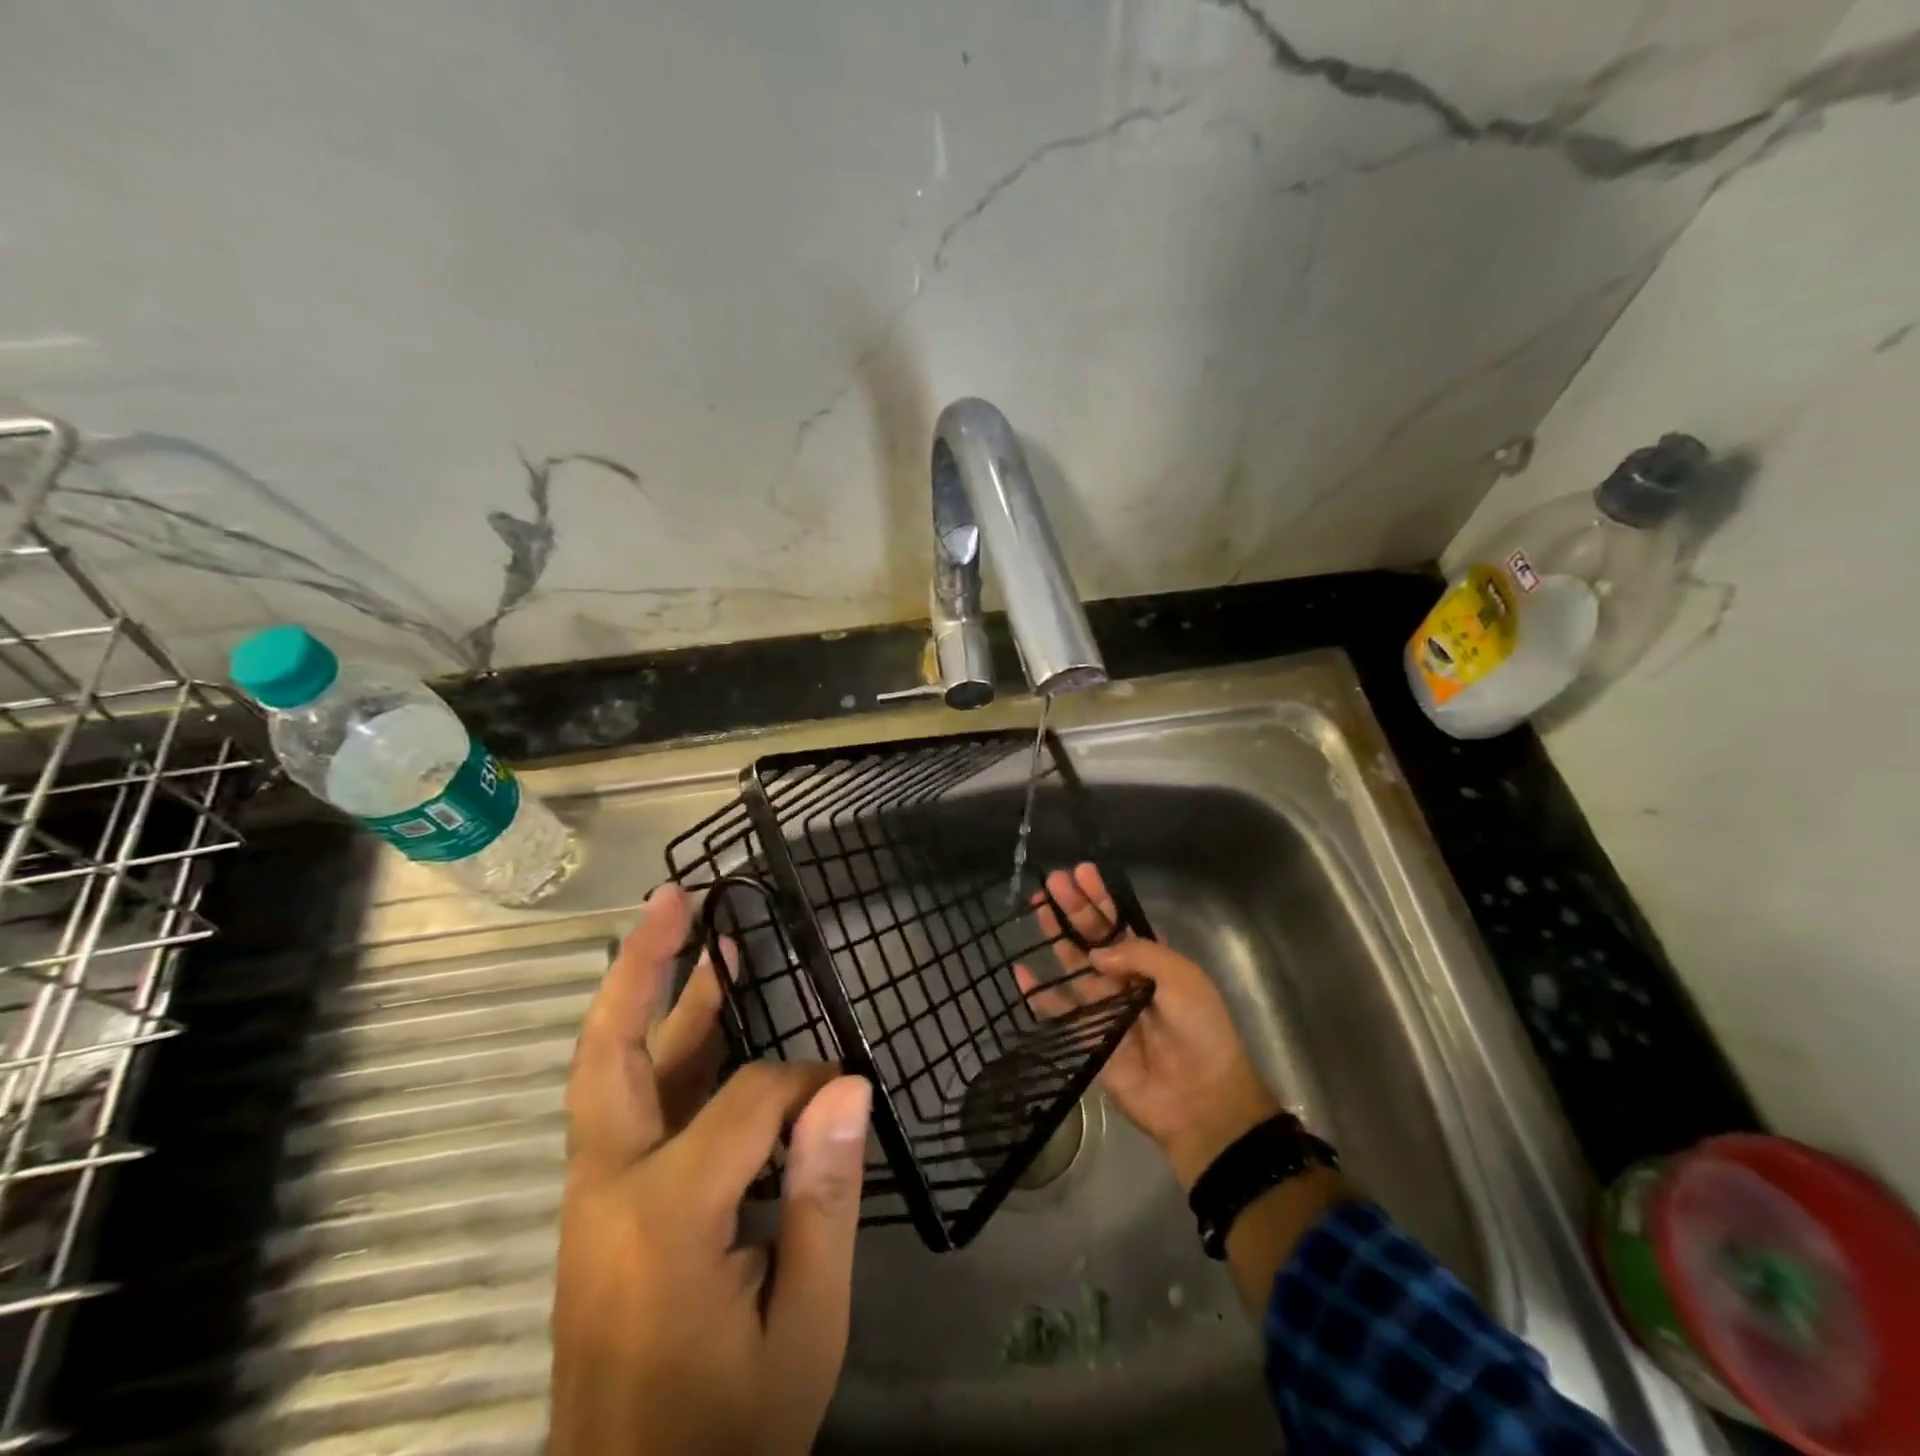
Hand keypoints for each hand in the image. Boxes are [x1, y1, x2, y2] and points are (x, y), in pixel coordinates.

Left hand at [548, 884, 872, 1455]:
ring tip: (699, 936)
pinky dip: (658, 1050)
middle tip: (676, 898)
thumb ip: (825, 1201)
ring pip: (611, 1071)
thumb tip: (847, 1086)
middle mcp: (608, 1191)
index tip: (845, 1100)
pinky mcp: (598, 1211)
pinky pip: (625, 1106)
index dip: (808, 1088)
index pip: (748, 1101)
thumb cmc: (728, 1431)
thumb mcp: (805, 1330)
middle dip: (643, 965)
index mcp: (664, 1218)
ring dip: (653, 996)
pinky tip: (697, 1025)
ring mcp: (591, 1200)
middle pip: (610, 1051)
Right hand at [1016, 863, 1281, 1189]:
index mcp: (1152, 962)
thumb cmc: (1200, 1032)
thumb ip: (1139, 955)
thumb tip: (1096, 952)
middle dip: (1075, 908)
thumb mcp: (1183, 979)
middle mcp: (1125, 979)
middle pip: (1093, 936)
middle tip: (1052, 881)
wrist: (1201, 1101)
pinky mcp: (1088, 1036)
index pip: (1121, 922)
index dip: (1102, 897)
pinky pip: (1058, 1011)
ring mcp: (1104, 1007)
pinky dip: (1038, 994)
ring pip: (1073, 964)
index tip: (1082, 872)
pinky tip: (1020, 971)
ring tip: (1037, 907)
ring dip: (1056, 936)